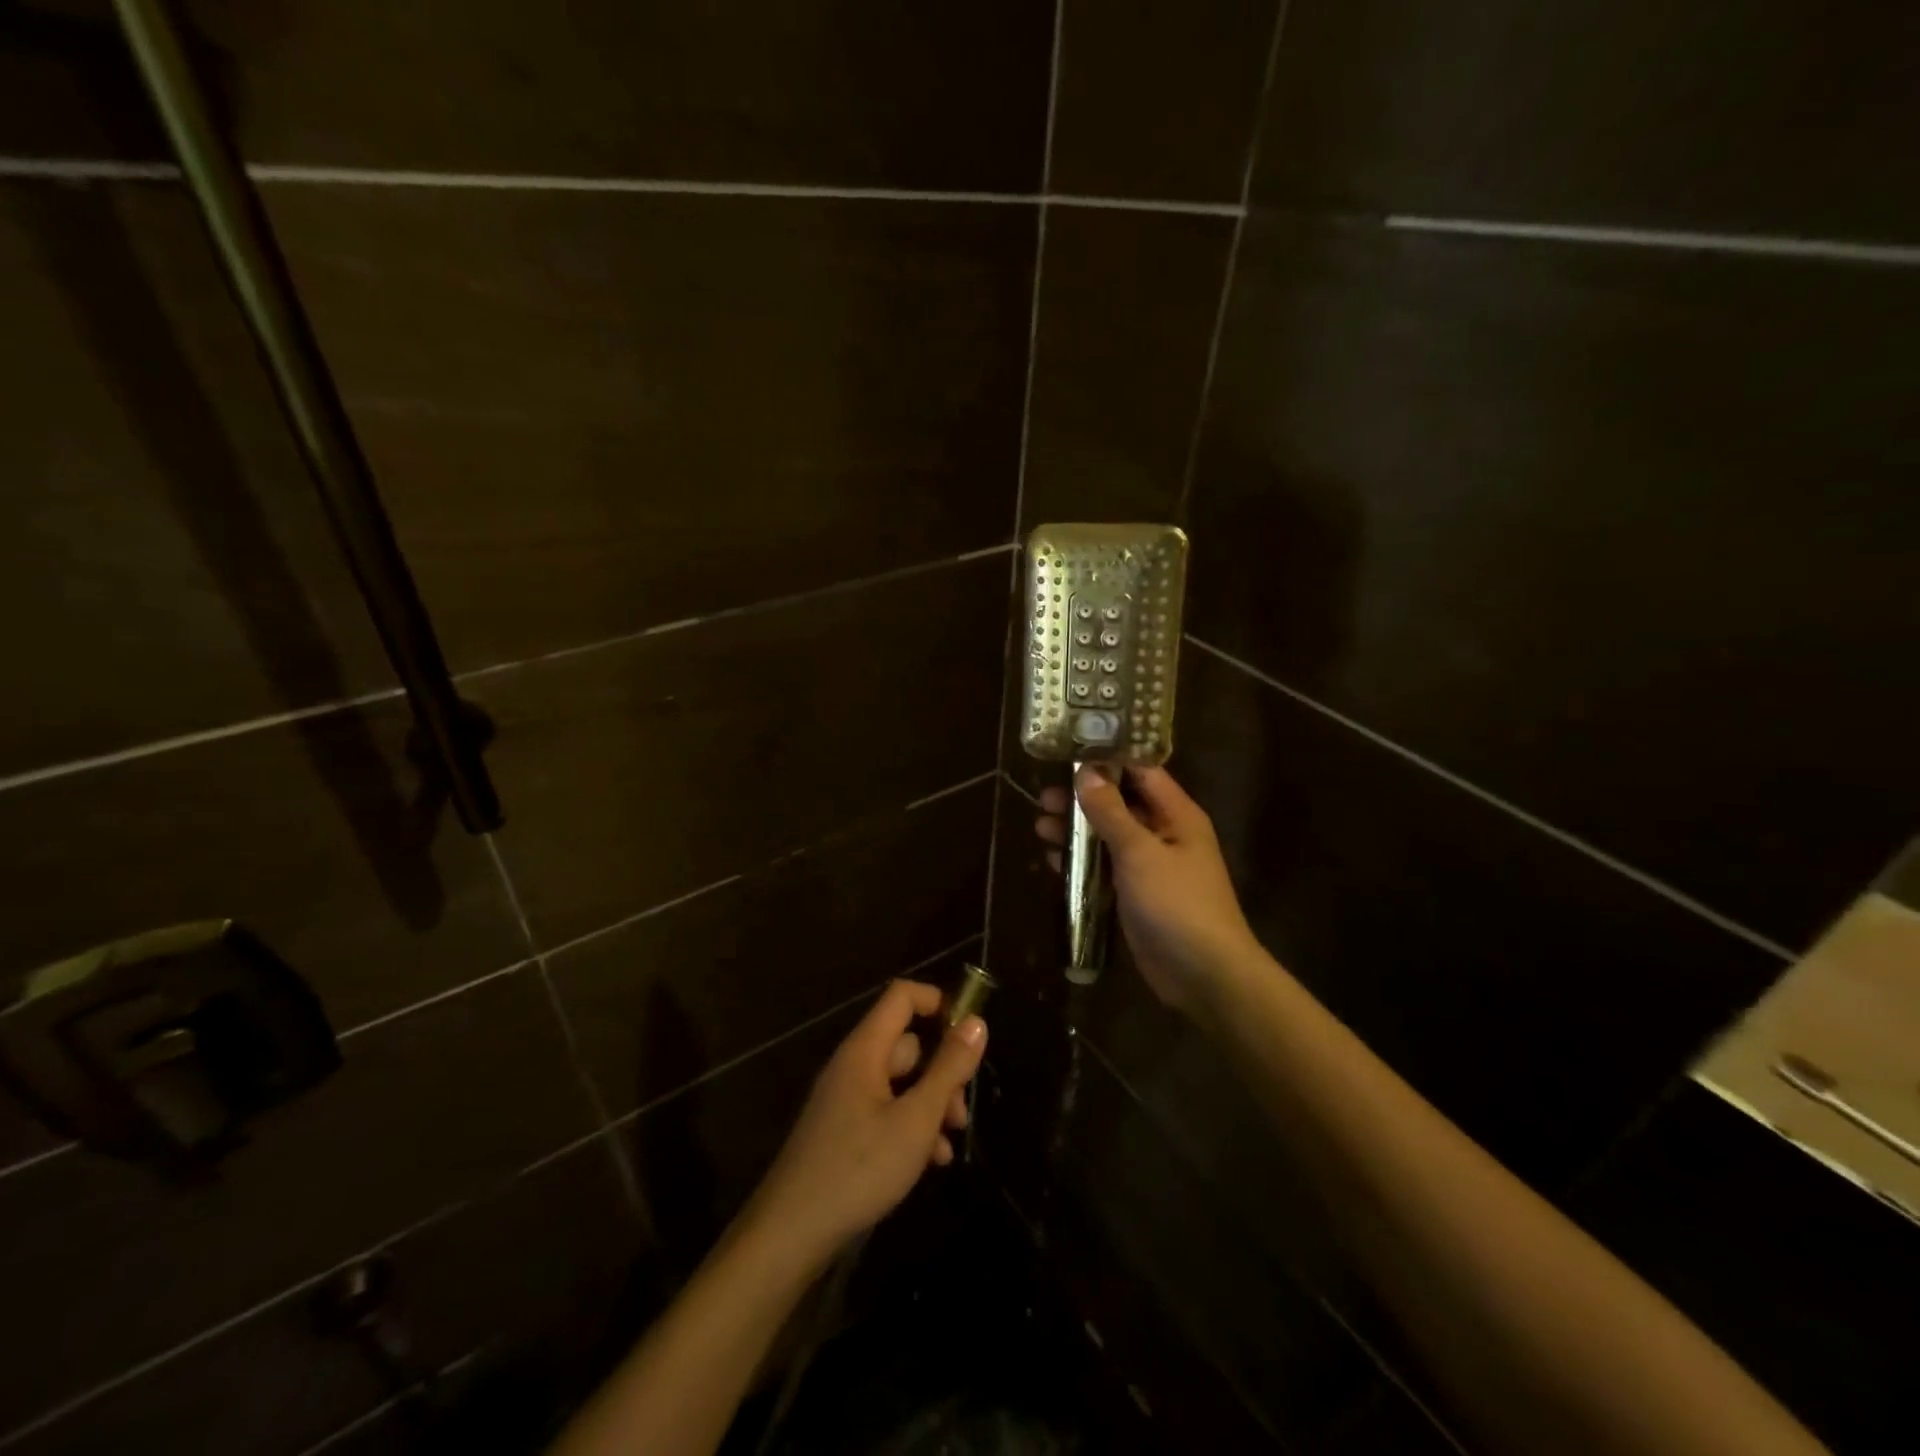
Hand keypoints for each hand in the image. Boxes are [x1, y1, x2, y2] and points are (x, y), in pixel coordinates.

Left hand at [740, 980, 985, 1270]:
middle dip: (943, 1071)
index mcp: (865, 1049)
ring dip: (931, 1105)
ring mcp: (847, 1099)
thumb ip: (949, 1068)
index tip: (970, 1033)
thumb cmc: (858, 1168)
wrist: (791, 1233)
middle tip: (961, 1111)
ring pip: (901, 1083)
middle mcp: (854, 1065)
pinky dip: (911, 1127)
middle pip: (908, 1044)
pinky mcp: (844, 1130)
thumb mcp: (916, 1119)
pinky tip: (931, 1162)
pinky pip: (887, 1111)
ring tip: (951, 1142)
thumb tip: (976, 1021)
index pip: (902, 996)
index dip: (938, 1002)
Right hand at [1037, 766, 1260, 1012]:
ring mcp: (1149, 865)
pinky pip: (1105, 867)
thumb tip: (1086, 772)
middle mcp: (1164, 833)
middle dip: (1082, 799)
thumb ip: (1111, 812)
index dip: (1107, 759)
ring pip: (1108, 836)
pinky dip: (1081, 862)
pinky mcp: (1135, 893)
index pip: (1140, 772)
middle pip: (1119, 804)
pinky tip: (1053, 861)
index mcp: (1176, 814)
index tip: (1068, 751)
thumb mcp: (1140, 852)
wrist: (1203, 974)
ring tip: (1040, 825)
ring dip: (1077, 831)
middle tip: (1044, 797)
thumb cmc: (1177, 903)